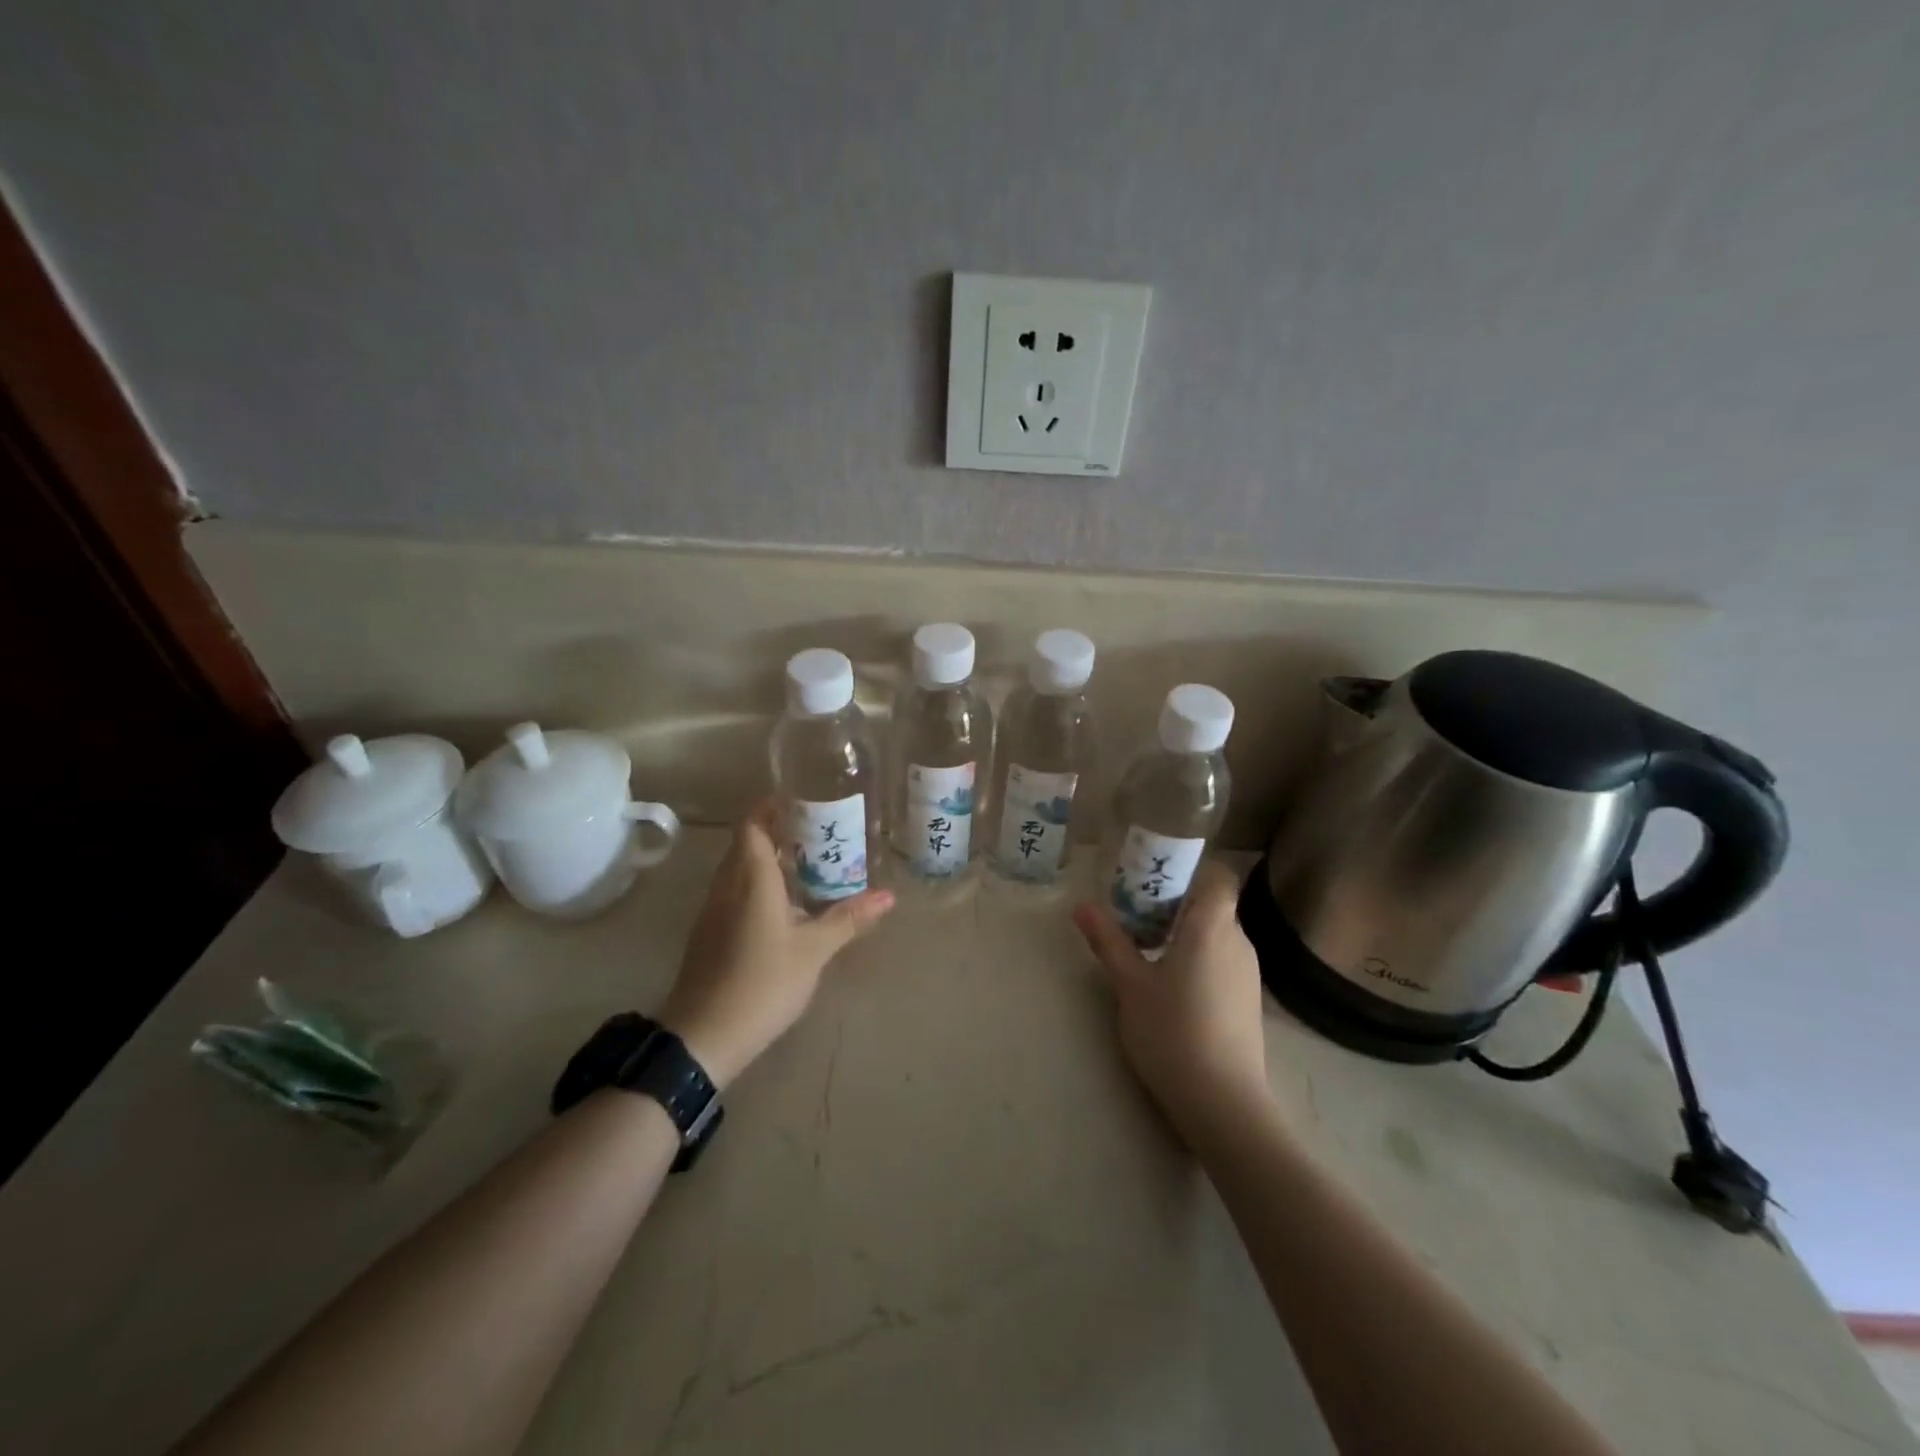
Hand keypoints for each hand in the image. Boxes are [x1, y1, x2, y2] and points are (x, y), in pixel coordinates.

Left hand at [659, 802, 893, 1088]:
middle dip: (780, 832)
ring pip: (741, 869)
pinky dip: (760, 886)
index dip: (773, 806)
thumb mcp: (814, 950)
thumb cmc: (763, 982)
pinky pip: (736, 892)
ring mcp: (714, 910)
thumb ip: (849, 918)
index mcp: (751, 878)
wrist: (704, 1036)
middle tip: (821, 832)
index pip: (753, 824)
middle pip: (748, 843)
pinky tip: (787, 905)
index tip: (804, 800)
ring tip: (811, 864)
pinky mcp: (710, 932)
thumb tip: (888, 896)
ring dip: (771, 861)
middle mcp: (727, 885)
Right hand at [1073, 861, 1271, 1144]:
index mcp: (1211, 927)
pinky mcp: (1249, 1001)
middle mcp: (1238, 941)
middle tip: (1135, 913)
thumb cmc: (1172, 1032)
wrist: (1224, 1103)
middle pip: (1213, 904)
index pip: (1218, 876)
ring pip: (1218, 933)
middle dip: (1176, 902)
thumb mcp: (1130, 984)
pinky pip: (1223, 959)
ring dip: (1186, 932)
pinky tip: (1171, 984)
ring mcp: (1248, 973)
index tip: (1155, 878)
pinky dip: (1199, 957)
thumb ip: (1108, 941)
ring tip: (1147, 948)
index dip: (1191, 869)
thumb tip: (1081, 905)